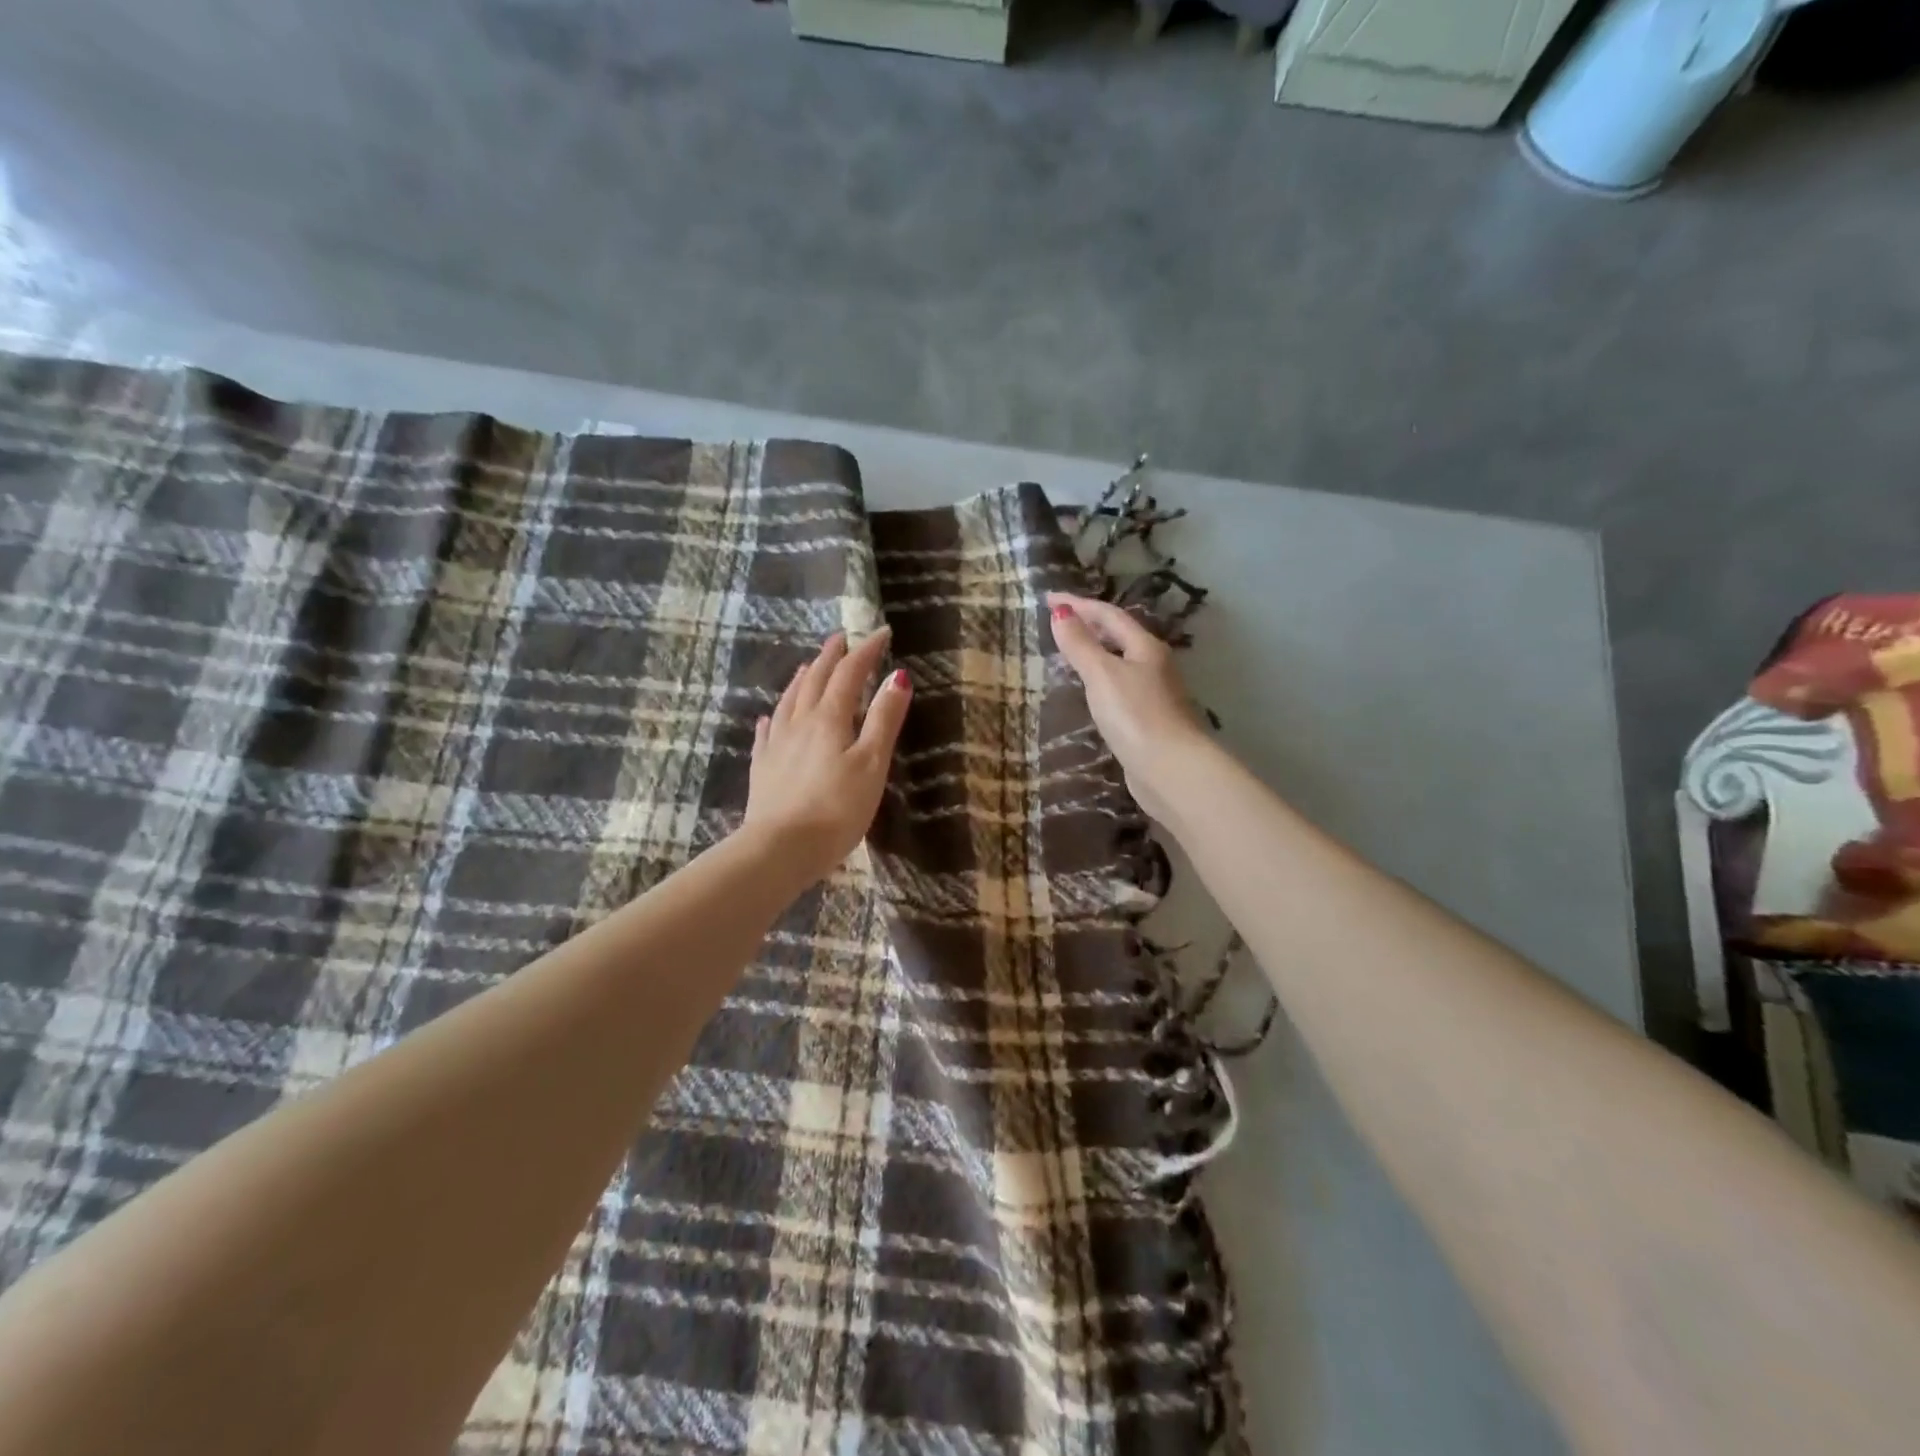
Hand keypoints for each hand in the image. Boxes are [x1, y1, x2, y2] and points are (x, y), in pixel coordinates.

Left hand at [744, 629, 910, 886]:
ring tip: (809, 666)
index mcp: (829, 718)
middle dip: (831, 657)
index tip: (882, 633)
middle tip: (841, 639)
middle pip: (816, 680)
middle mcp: (799, 722)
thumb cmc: (836, 809)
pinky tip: (770, 718)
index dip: (866, 651)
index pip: (850, 674)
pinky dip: (774, 718)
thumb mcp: (872, 763)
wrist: (780, 849)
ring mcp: (776, 745)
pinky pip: (768, 733)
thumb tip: (898, 676)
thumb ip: (884, 720)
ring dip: (803, 679)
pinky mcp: (763, 769)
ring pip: (789, 701)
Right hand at [1047, 592, 1208, 824]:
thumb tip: (1060, 612)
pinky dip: (1100, 680)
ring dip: (1096, 652)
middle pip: (1119, 635)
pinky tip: (1089, 692)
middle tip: (1058, 620)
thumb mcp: (1102, 674)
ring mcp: (1153, 694)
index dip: (1077, 604)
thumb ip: (1080, 644)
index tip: (1047, 597)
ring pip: (1121, 662)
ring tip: (1069, 652)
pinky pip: (1119, 688)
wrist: (1170, 769)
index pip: (1108, 614)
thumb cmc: (1135, 715)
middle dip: (1089, 624)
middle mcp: (1154, 665)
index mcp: (1145, 647)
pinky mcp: (1148, 720)